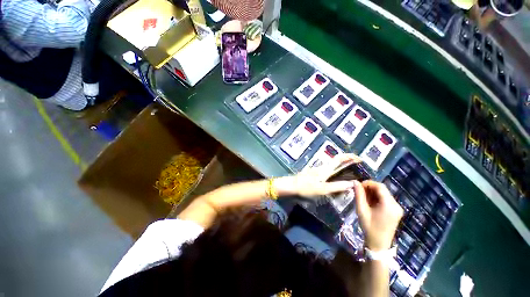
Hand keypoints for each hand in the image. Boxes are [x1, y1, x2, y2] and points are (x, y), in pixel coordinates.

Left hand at [275, 154, 361, 197]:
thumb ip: (336, 186)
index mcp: (325, 169)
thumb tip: (351, 184)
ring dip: (341, 168)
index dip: (349, 156)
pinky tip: (335, 181)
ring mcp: (317, 170)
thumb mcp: (322, 189)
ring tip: (349, 176)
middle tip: (357, 169)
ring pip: (331, 167)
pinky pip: (327, 172)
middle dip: (347, 162)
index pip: (339, 158)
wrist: (290, 186)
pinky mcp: (313, 175)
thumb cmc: (305, 187)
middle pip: (336, 161)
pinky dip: (334, 173)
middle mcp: (322, 167)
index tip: (359, 158)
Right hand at [353, 180, 402, 250]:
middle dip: (369, 188)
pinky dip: (376, 197)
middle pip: (382, 189)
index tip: (358, 186)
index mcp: (389, 205)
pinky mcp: (395, 211)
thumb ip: (358, 195)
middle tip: (358, 191)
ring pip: (384, 193)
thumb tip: (355, 182)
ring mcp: (397, 208)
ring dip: (372, 192)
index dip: (368, 183)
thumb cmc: (369, 227)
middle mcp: (396, 205)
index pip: (380, 187)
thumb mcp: (361, 210)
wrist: (379, 244)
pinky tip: (369, 202)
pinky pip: (385, 199)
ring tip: (363, 198)